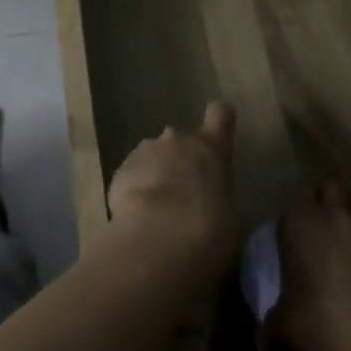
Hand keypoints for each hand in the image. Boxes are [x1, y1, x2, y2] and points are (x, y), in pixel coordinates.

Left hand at [104, 102, 240, 277]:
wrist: (159, 236)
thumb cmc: (209, 227)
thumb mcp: (230, 214)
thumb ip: (219, 195)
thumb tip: (211, 200)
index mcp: (210, 148)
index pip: (220, 114)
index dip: (220, 120)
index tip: (220, 130)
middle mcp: (176, 140)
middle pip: (181, 140)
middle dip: (180, 159)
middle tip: (184, 192)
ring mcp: (144, 151)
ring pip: (153, 156)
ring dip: (156, 174)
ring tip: (159, 210)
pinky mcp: (120, 170)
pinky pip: (132, 175)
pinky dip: (136, 190)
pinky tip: (139, 216)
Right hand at [264, 184, 350, 350]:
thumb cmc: (321, 324)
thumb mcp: (283, 328)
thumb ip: (271, 325)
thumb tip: (265, 340)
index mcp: (300, 224)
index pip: (288, 216)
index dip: (288, 234)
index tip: (287, 257)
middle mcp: (336, 219)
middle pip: (330, 194)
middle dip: (325, 213)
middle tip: (317, 247)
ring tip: (347, 275)